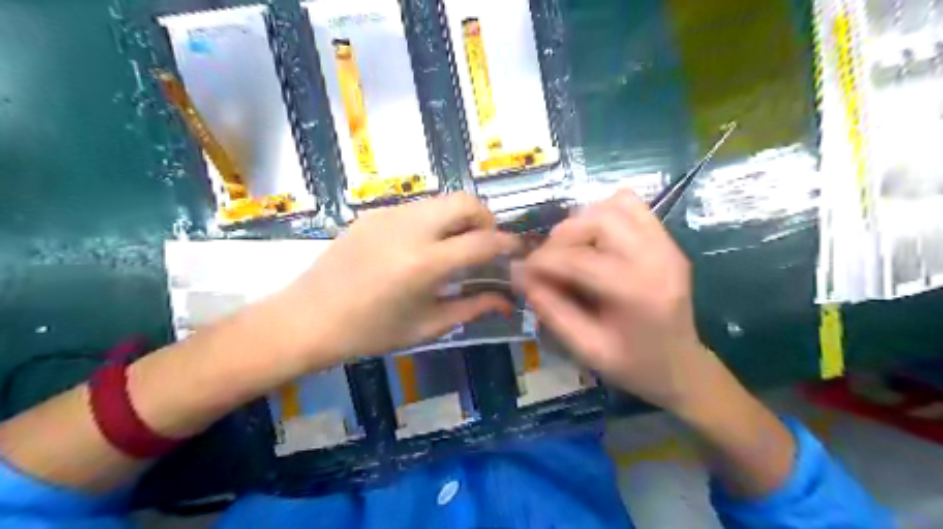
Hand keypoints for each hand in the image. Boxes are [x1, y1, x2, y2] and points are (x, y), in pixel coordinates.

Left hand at [273, 192, 521, 365]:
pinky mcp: (374, 212)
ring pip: (442, 200)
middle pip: (466, 201)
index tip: (518, 250)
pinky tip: (422, 246)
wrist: (308, 318)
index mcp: (426, 263)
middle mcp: (411, 229)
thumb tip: (507, 300)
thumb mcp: (426, 326)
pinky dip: (434, 220)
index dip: (508, 243)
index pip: (483, 241)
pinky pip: (418, 207)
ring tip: (454, 246)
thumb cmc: (370, 332)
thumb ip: (472, 308)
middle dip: (486, 219)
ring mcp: (390, 215)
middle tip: (484, 245)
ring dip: (459, 218)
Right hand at [515, 190, 714, 412]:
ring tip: (570, 249)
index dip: (543, 261)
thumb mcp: (586, 349)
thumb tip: (522, 276)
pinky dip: (604, 214)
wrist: (681, 366)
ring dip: (583, 222)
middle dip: (562, 236)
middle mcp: (657, 258)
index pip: (580, 259)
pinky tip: (595, 240)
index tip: (523, 271)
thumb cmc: (634, 365)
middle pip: (599, 219)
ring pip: (615, 205)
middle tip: (548, 260)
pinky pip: (631, 206)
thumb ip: (552, 311)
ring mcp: (666, 244)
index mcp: (638, 292)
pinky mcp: (667, 239)